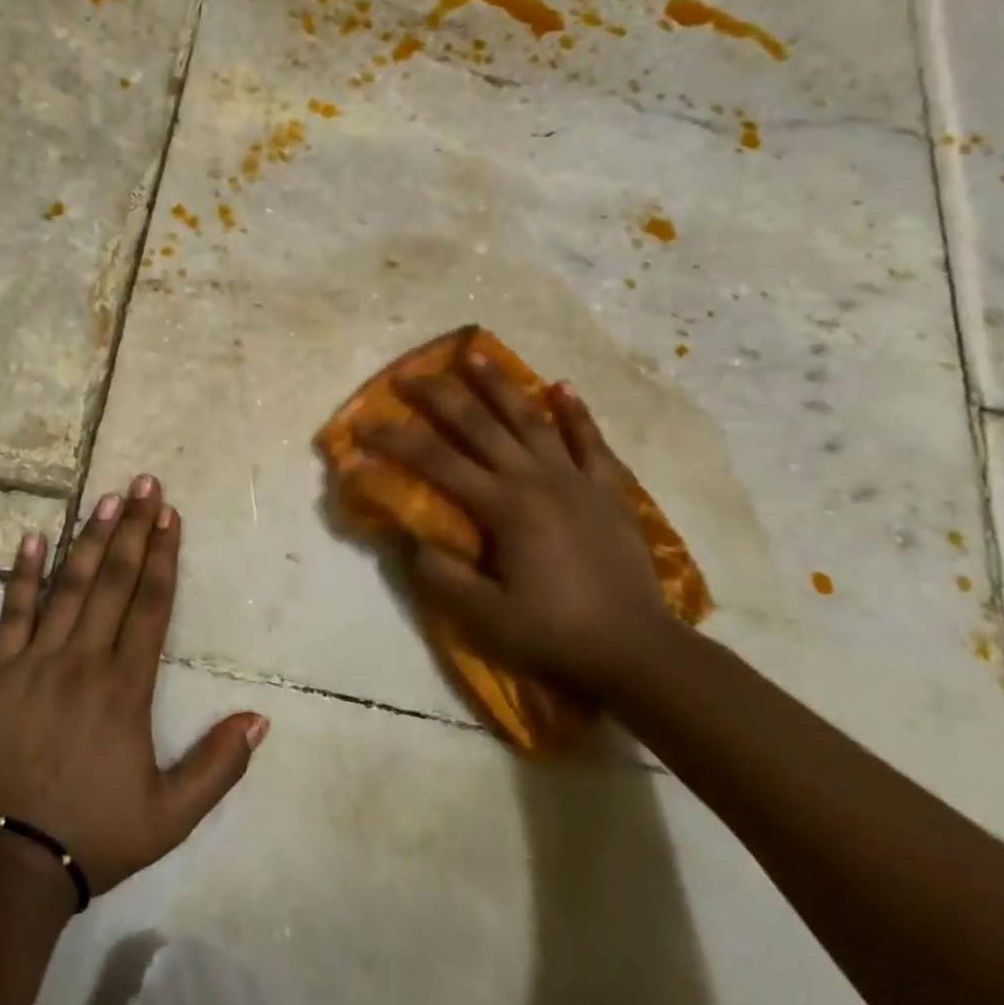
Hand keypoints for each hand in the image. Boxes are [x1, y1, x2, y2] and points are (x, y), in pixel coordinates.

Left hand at [0, 478, 268, 896]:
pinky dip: (22, 573)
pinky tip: (31, 537)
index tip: (170, 514)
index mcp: (125, 687)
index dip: (163, 556)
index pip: (150, 604)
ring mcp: (35, 660)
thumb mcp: (170, 816)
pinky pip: (12, 612)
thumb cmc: (93, 834)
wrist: (7, 864)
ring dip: (88, 538)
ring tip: (105, 497)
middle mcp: (83, 659)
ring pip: (68, 585)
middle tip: (143, 483)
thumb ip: (218, 766)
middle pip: (113, 580)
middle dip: (132, 528)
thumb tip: (260, 717)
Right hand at [358, 352, 668, 697]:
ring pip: (530, 419)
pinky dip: (575, 413)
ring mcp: (575, 479)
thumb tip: (412, 540)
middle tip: (410, 374)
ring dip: (499, 385)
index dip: (395, 439)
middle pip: (479, 424)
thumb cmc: (555, 633)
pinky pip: (590, 441)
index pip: (436, 460)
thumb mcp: (485, 616)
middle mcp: (534, 478)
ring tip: (476, 354)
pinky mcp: (607, 490)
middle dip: (440, 395)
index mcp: (502, 506)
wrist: (638, 651)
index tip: (364, 423)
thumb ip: (442, 576)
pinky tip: (561, 385)